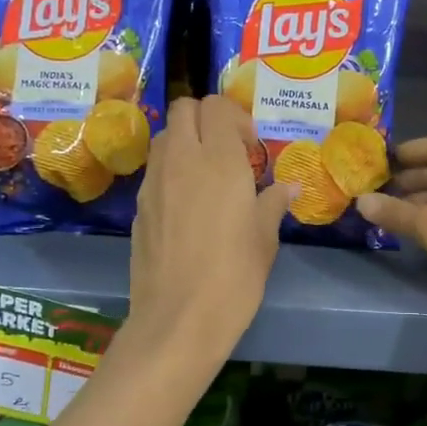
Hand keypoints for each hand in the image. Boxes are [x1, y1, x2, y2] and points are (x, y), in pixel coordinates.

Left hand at [128, 96, 287, 358]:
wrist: (178, 320)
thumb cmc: (234, 276)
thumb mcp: (265, 239)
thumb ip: (273, 204)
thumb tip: (287, 187)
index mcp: (220, 160)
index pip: (217, 106)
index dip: (236, 118)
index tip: (250, 147)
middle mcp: (182, 160)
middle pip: (184, 109)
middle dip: (206, 119)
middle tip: (228, 151)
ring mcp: (154, 182)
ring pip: (165, 136)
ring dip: (186, 141)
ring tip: (207, 175)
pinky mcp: (139, 206)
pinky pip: (155, 169)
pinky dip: (171, 170)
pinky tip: (188, 206)